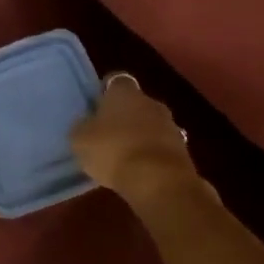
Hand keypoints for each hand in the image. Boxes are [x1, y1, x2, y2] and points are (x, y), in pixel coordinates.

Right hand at [71, 74, 201, 211]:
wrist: (159, 182)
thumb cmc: (113, 151)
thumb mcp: (80, 139)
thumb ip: (83, 126)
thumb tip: (87, 123)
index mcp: (124, 92)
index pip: (114, 82)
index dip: (104, 94)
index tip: (95, 108)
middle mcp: (150, 102)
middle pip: (135, 104)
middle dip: (124, 116)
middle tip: (107, 134)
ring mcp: (171, 126)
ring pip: (150, 125)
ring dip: (140, 136)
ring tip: (124, 156)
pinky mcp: (184, 151)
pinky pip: (161, 147)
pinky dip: (151, 155)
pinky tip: (139, 171)